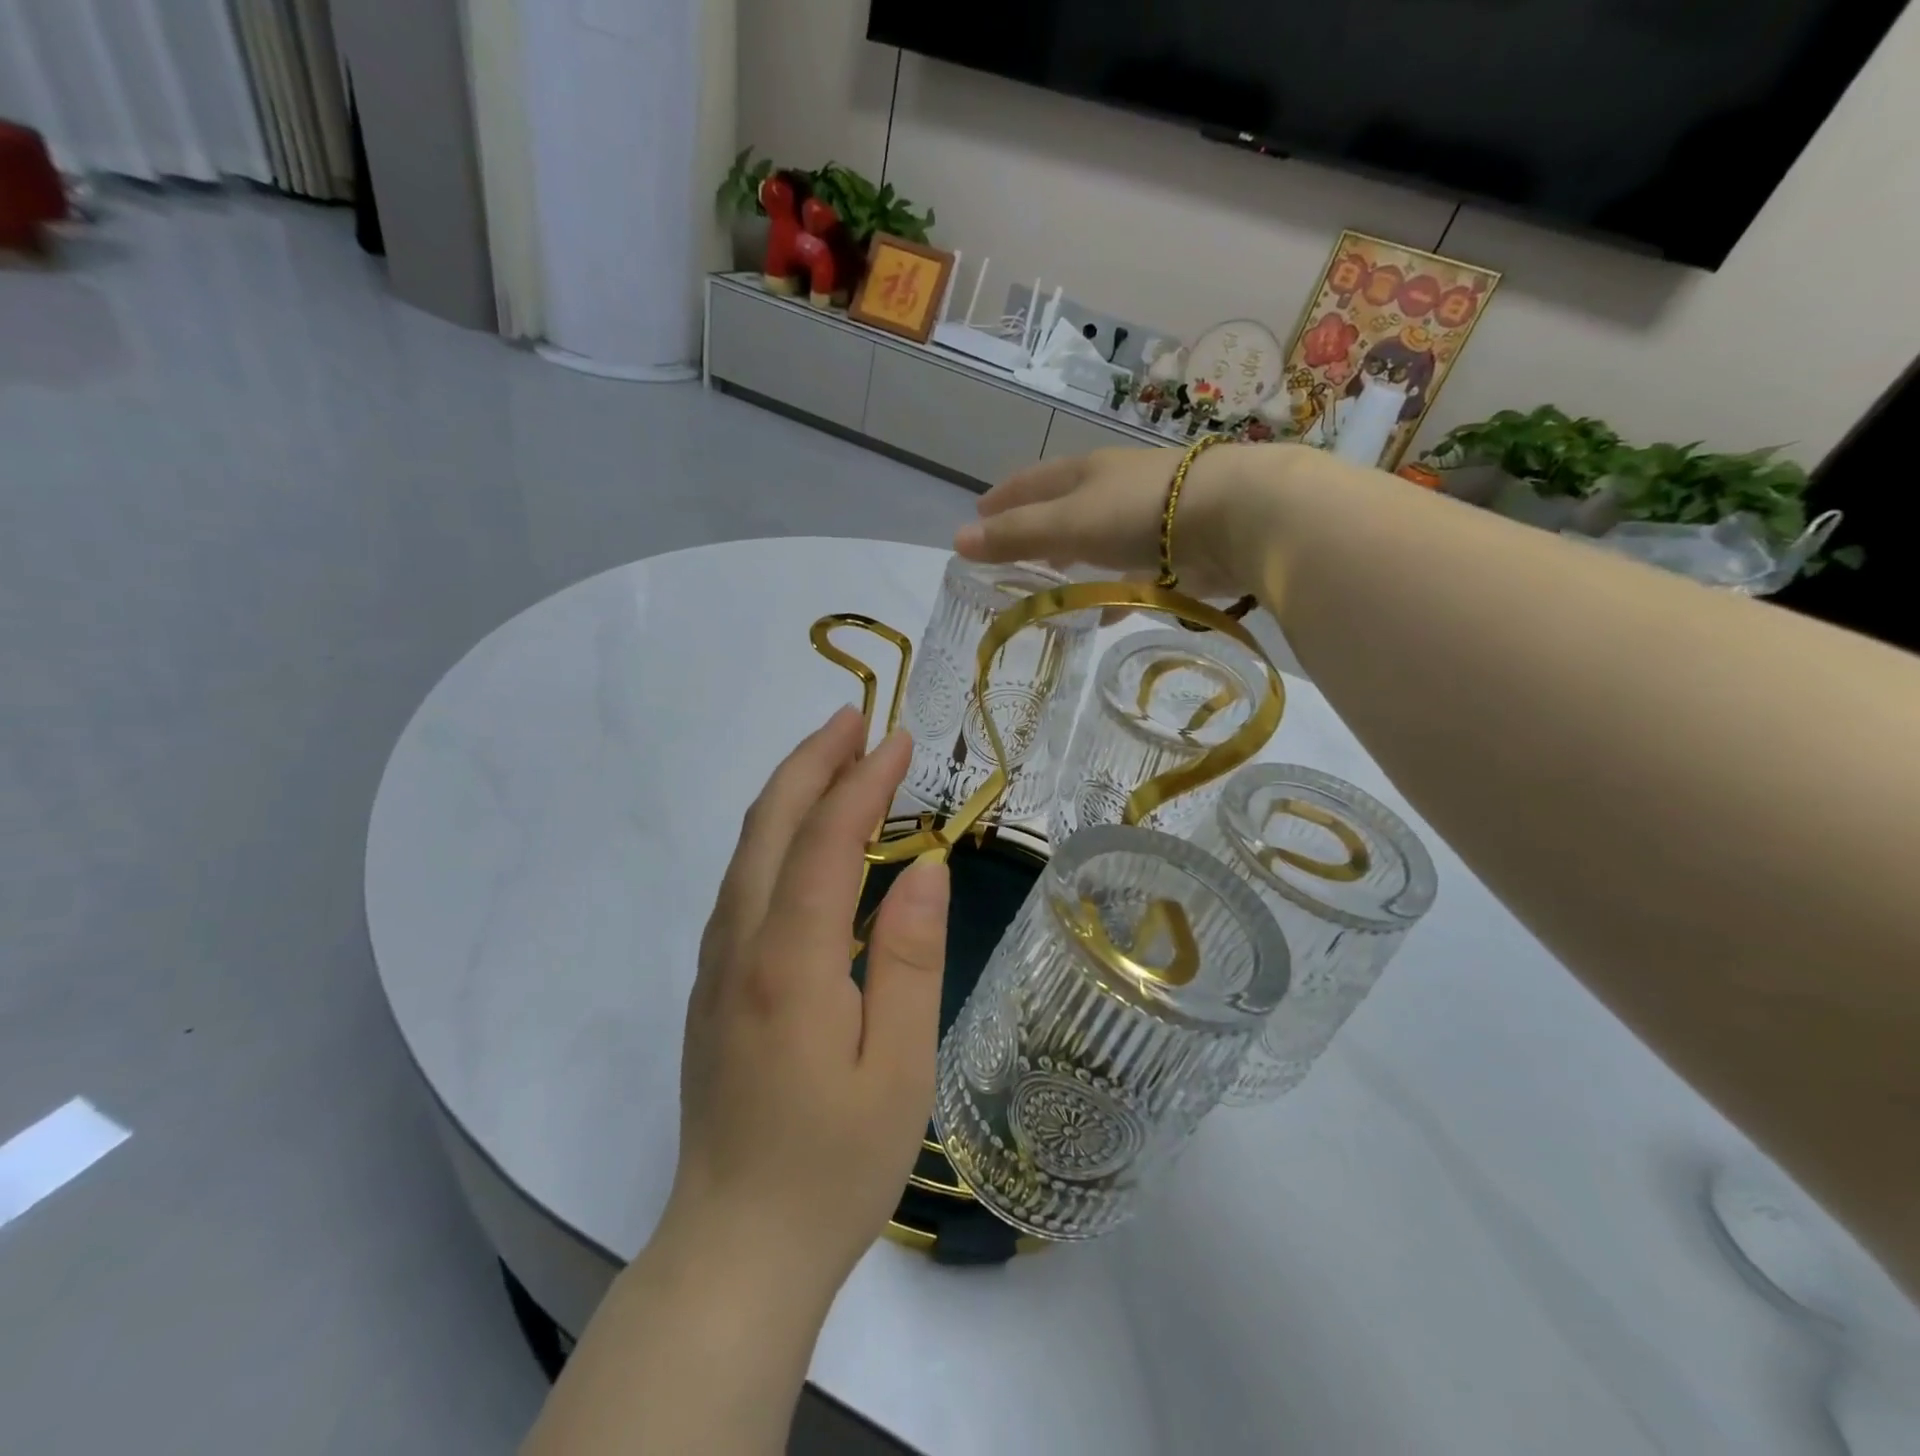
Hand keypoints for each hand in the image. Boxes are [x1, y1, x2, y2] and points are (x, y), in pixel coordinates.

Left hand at [659, 707, 949, 1308]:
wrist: (736, 1249)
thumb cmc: (833, 1165)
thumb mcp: (899, 1067)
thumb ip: (909, 957)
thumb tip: (926, 867)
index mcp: (789, 962)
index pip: (825, 841)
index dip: (862, 782)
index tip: (899, 740)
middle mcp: (739, 946)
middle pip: (769, 826)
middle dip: (812, 762)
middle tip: (856, 720)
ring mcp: (716, 965)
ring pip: (746, 851)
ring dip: (789, 792)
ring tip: (834, 758)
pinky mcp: (713, 986)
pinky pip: (741, 883)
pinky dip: (774, 835)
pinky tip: (801, 836)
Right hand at [953, 443, 1298, 597]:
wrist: (1234, 517)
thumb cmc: (1140, 512)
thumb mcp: (1067, 524)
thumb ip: (1016, 535)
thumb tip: (958, 541)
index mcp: (1086, 474)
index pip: (1032, 482)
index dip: (1003, 497)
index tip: (978, 512)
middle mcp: (1114, 490)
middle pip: (1066, 507)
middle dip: (1038, 526)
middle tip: (1013, 547)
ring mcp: (1148, 519)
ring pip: (1098, 539)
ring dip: (1075, 557)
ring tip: (1054, 577)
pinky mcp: (1176, 551)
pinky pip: (1130, 572)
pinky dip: (1112, 589)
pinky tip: (1106, 610)